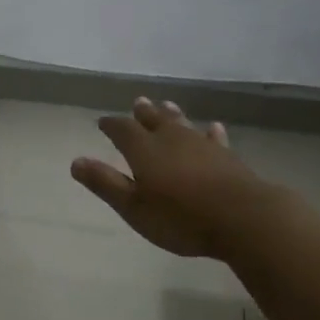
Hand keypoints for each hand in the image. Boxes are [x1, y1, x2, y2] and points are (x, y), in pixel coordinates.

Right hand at [72, 98, 271, 258]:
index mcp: (144, 150)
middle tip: (138, 102)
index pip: (122, 130)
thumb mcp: (133, 207)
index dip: (111, 125)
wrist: (243, 218)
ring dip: (173, 115)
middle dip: (143, 113)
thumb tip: (76, 161)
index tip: (103, 122)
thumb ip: (105, 183)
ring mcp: (202, 146)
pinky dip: (210, 133)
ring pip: (183, 124)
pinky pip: (214, 138)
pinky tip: (213, 128)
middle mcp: (171, 139)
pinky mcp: (227, 157)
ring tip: (166, 105)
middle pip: (154, 120)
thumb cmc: (180, 217)